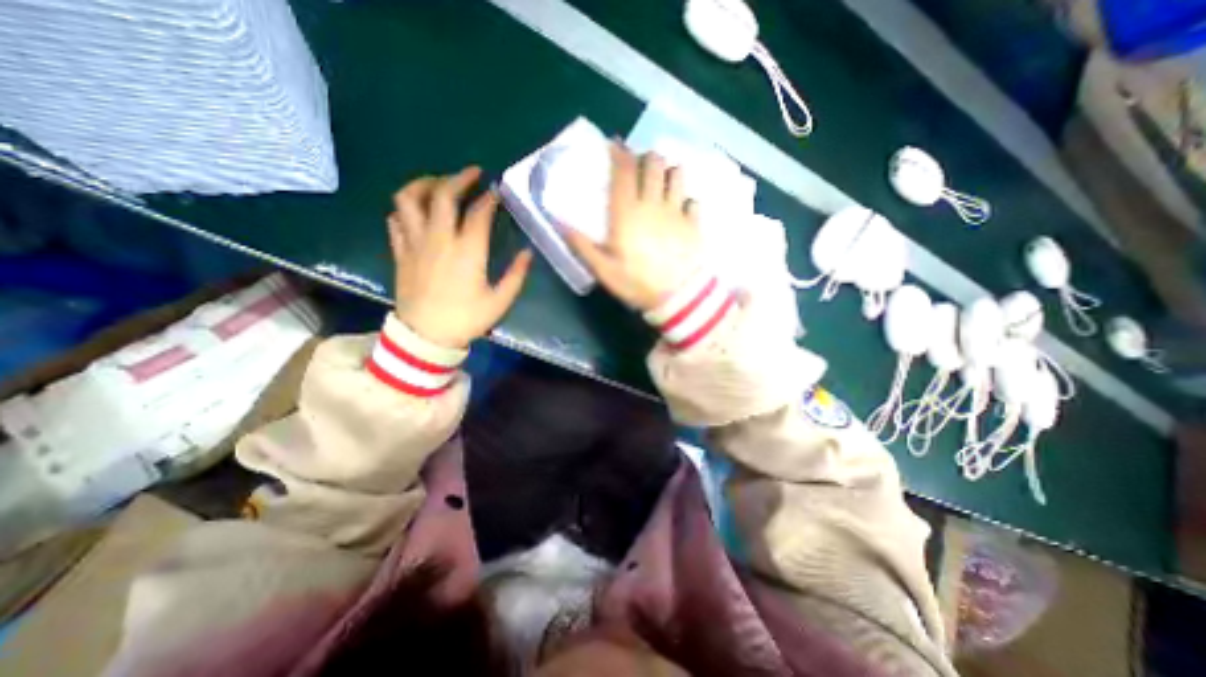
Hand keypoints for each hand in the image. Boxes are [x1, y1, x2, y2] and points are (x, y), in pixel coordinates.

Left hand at [391, 168, 532, 349]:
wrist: (426, 337)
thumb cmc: (466, 319)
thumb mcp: (500, 301)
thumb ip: (516, 275)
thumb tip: (528, 253)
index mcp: (467, 250)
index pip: (479, 212)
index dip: (490, 198)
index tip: (498, 191)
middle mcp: (439, 238)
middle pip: (443, 194)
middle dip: (459, 178)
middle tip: (473, 174)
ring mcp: (415, 243)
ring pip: (409, 199)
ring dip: (424, 184)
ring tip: (438, 184)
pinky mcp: (400, 252)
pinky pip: (395, 220)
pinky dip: (405, 209)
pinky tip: (417, 212)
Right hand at [567, 145, 708, 310]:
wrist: (678, 298)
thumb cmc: (638, 284)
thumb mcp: (604, 270)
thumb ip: (583, 246)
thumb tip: (561, 224)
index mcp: (627, 213)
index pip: (624, 171)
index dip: (619, 152)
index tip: (615, 144)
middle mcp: (653, 204)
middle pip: (654, 163)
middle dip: (646, 158)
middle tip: (639, 167)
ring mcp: (677, 211)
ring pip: (677, 175)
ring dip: (668, 172)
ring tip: (662, 182)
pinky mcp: (694, 223)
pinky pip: (693, 200)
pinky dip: (686, 199)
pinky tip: (681, 208)